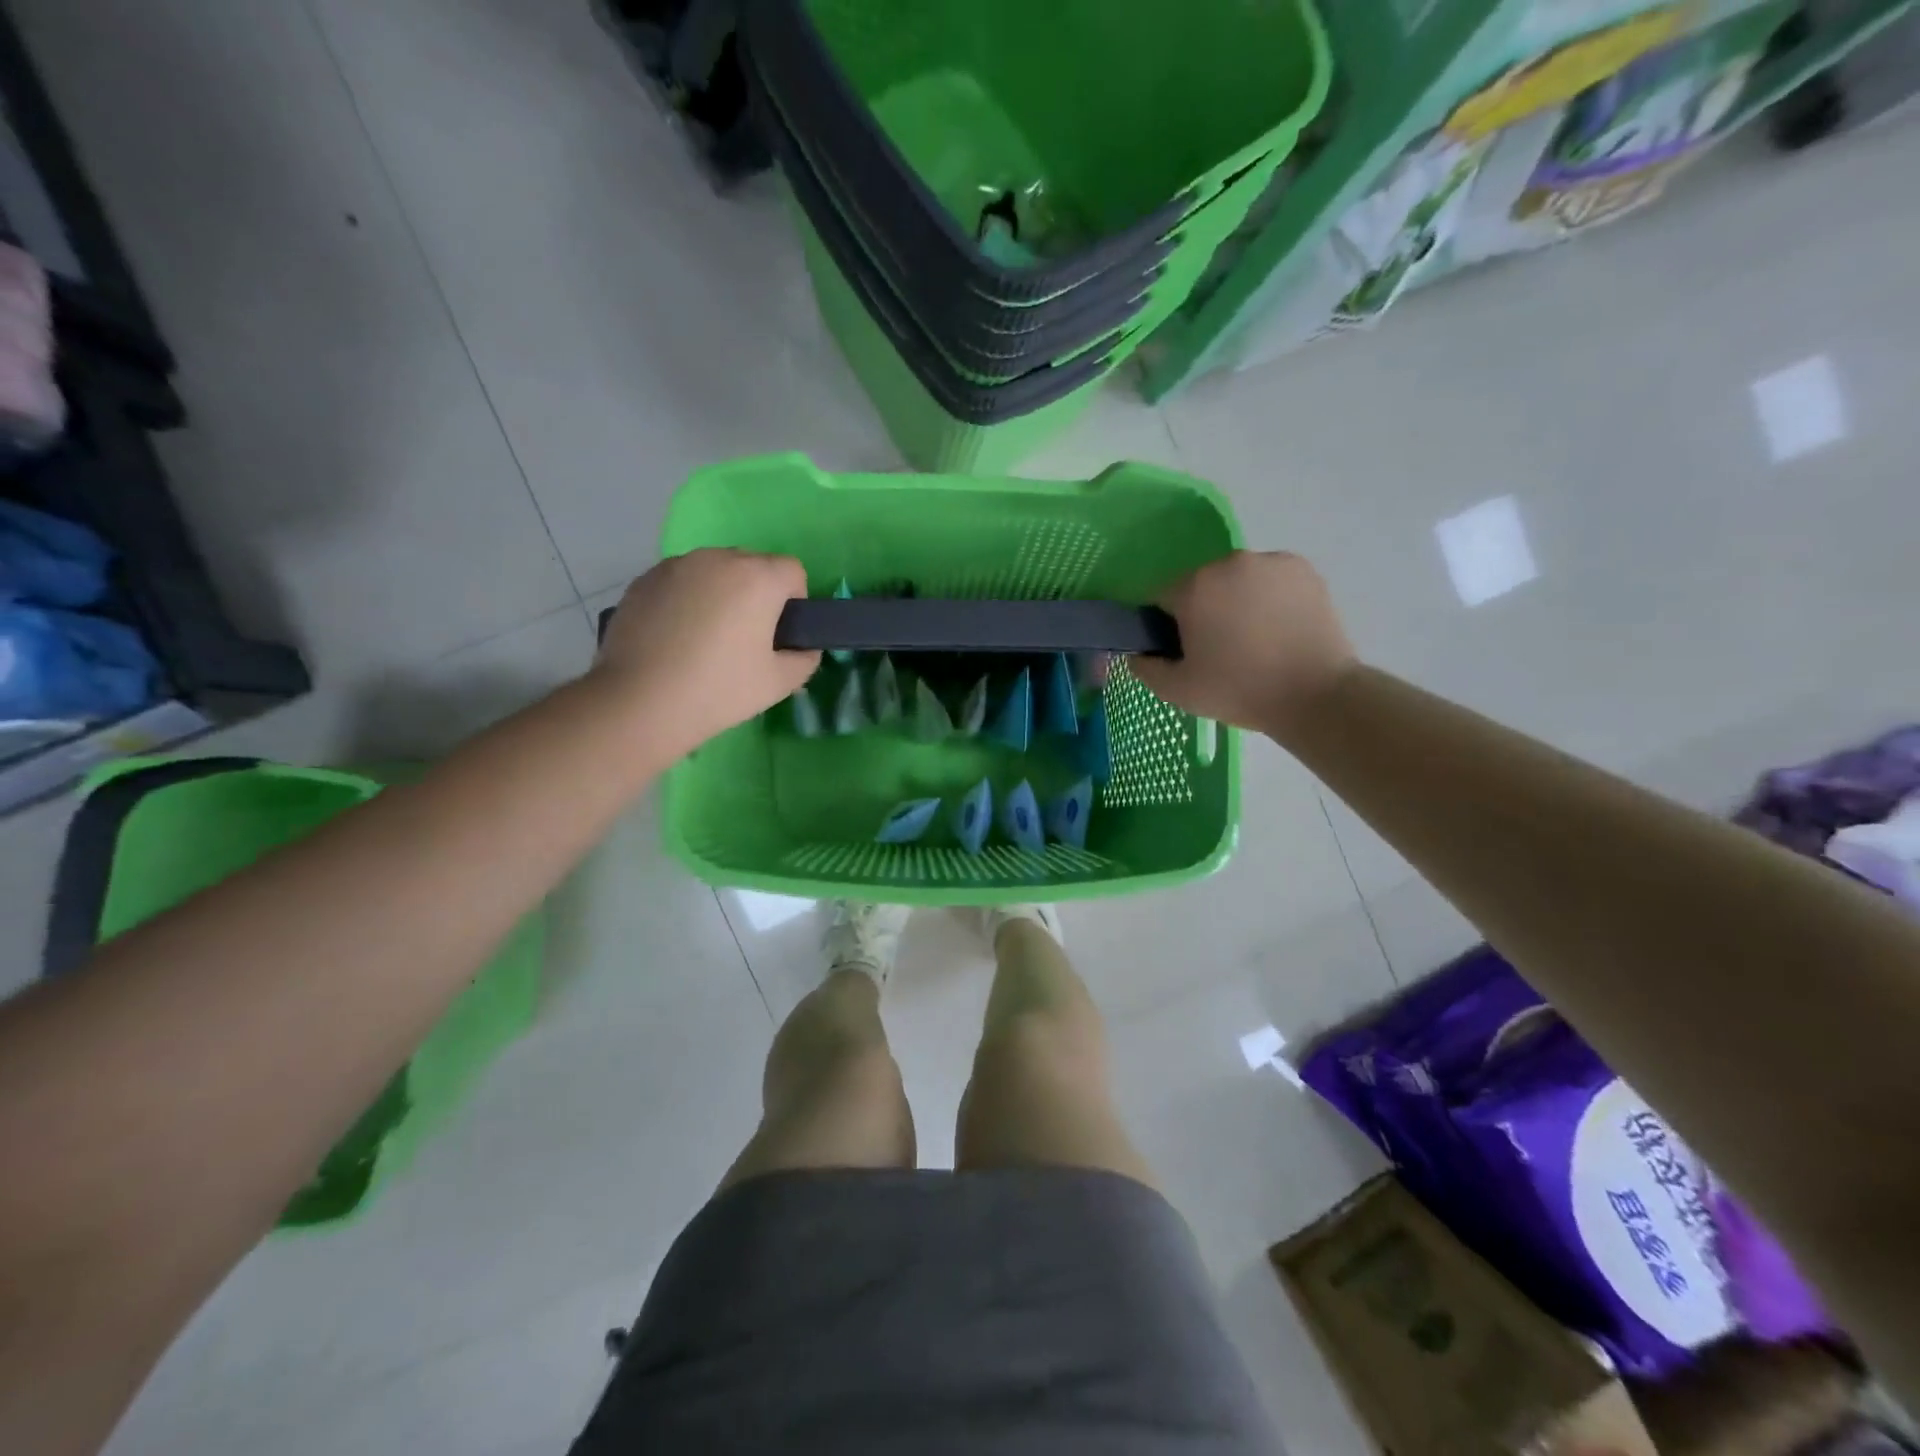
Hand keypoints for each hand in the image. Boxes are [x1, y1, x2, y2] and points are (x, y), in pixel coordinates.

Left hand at [593, 549, 818, 754]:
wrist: (640, 702)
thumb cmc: (720, 690)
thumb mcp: (780, 683)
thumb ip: (805, 658)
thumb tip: (802, 648)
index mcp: (758, 577)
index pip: (792, 571)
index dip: (794, 602)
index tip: (779, 635)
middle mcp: (718, 559)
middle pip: (752, 565)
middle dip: (757, 593)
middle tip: (745, 638)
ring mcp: (676, 566)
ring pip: (714, 571)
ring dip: (720, 593)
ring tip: (705, 637)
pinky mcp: (644, 580)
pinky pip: (681, 581)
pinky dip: (686, 599)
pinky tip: (675, 637)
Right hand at [1131, 551, 1356, 735]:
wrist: (1316, 695)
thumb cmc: (1239, 691)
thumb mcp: (1178, 691)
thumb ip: (1145, 668)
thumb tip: (1136, 653)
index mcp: (1193, 587)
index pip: (1161, 597)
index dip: (1165, 626)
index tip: (1181, 652)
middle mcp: (1229, 562)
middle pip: (1201, 585)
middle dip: (1203, 610)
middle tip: (1218, 649)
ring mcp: (1270, 562)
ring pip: (1237, 580)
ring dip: (1236, 601)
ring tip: (1254, 640)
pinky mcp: (1303, 569)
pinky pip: (1270, 580)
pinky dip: (1268, 597)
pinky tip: (1278, 628)